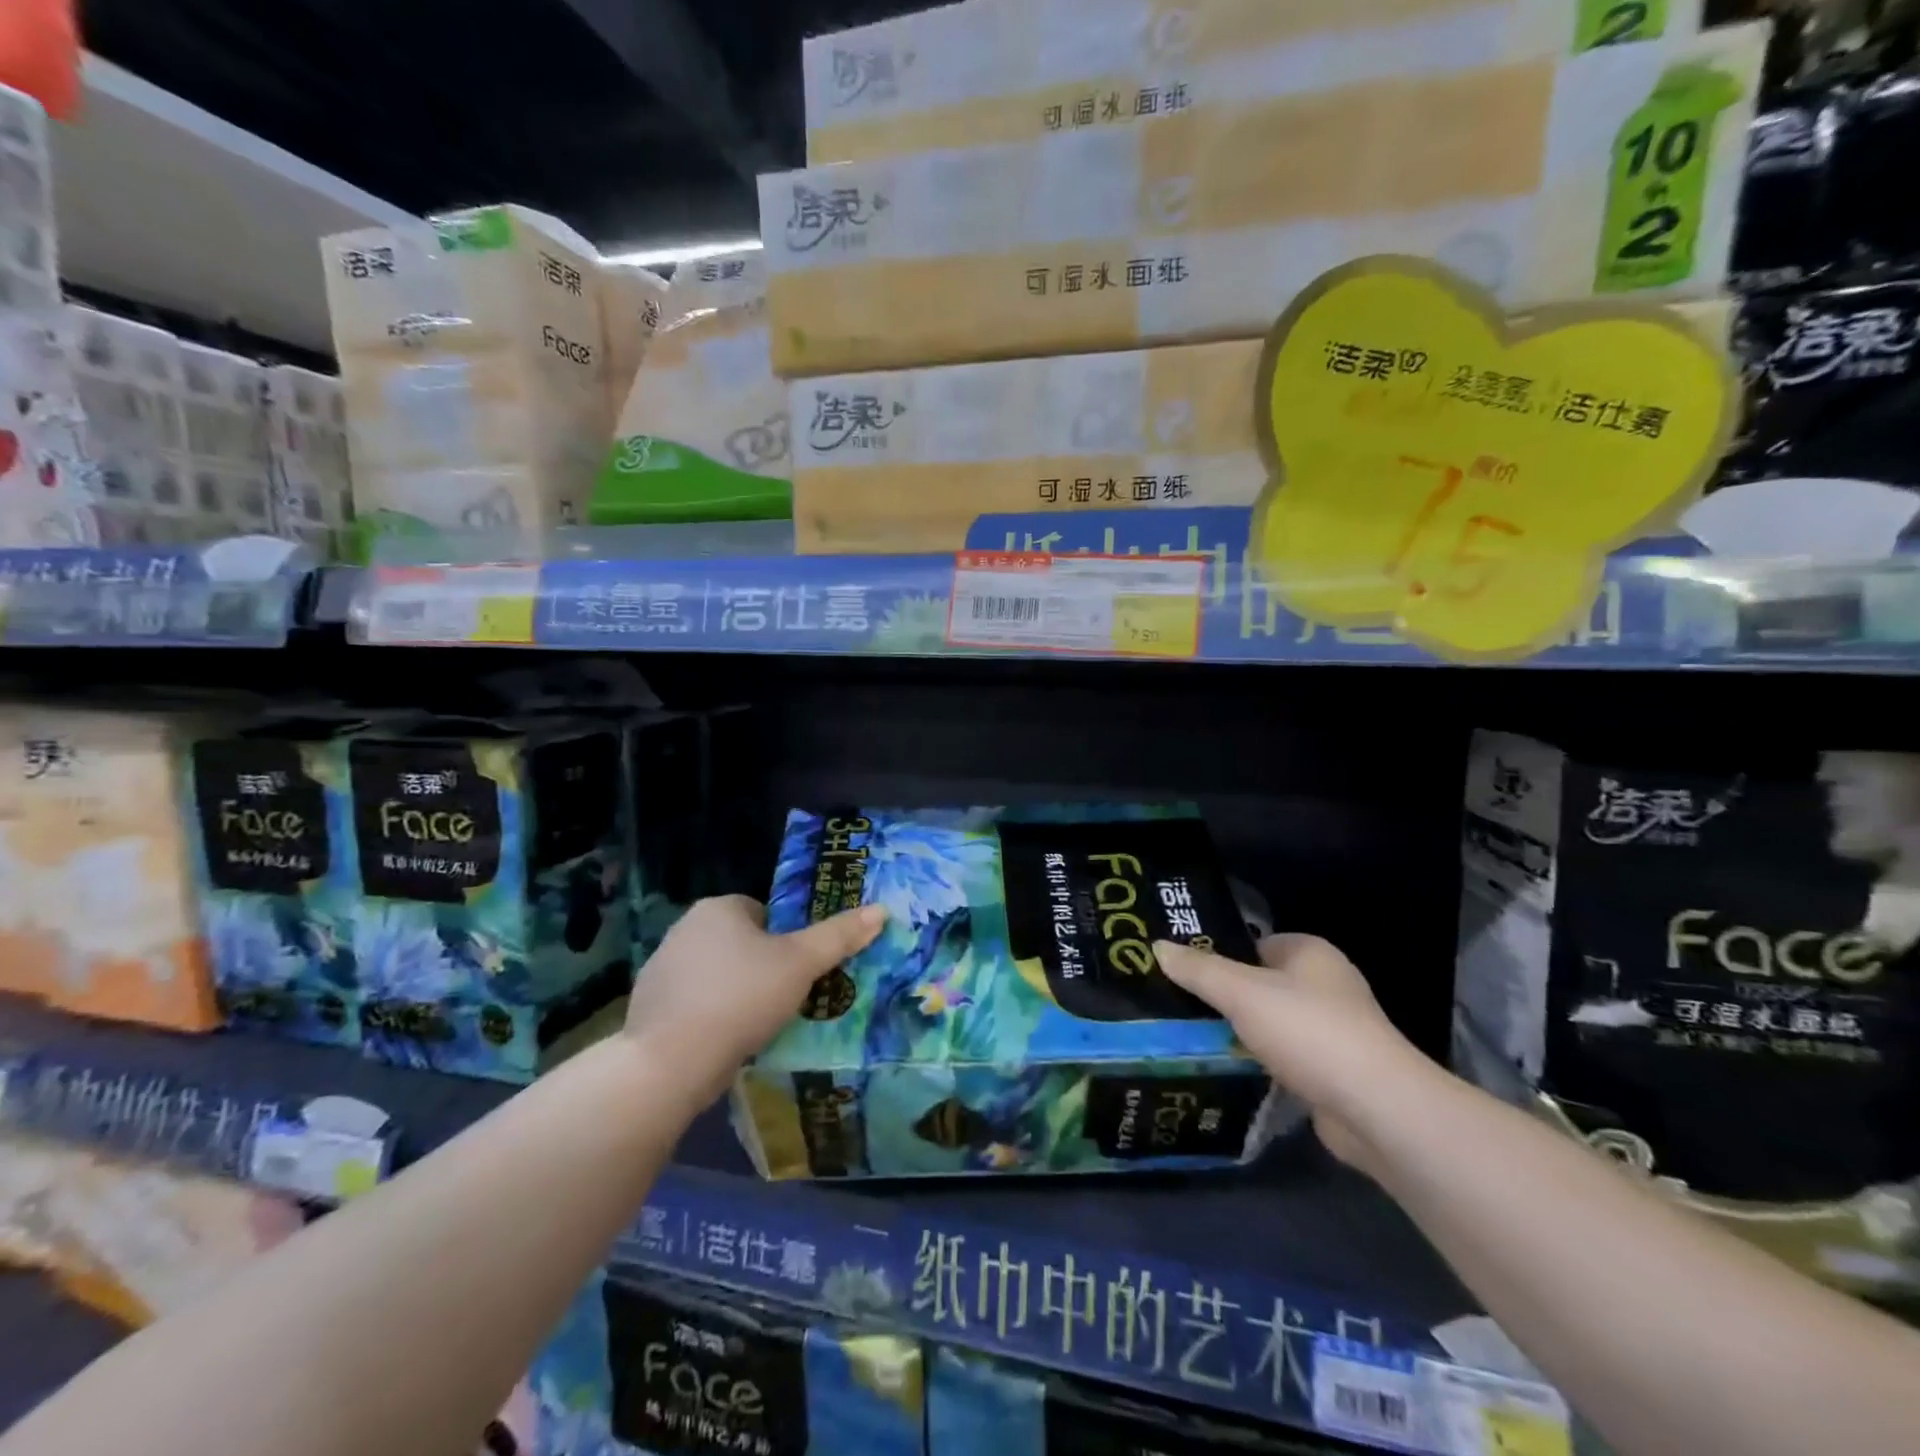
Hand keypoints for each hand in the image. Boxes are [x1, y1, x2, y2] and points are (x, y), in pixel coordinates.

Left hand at [624, 895, 885, 1104]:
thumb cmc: (742, 998)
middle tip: (787, 998)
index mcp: (717, 908)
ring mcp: (661, 969)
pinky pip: (694, 1004)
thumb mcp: (801, 964)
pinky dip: (710, 1017)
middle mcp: (684, 928)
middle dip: (762, 967)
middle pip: (741, 942)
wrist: (670, 1062)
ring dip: (736, 993)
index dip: (786, 940)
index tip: (798, 970)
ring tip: (760, 1025)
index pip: (764, 913)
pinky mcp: (649, 1007)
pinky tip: (726, 1042)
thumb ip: (839, 936)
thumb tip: (881, 910)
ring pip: (717, 974)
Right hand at [1156, 934, 1422, 1171]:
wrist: (1376, 1108)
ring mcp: (1332, 1031)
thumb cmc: (1308, 1031)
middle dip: (1224, 997)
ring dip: (1240, 1034)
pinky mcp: (1333, 1072)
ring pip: (1270, 1024)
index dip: (1219, 955)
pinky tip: (1227, 1071)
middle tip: (1178, 1006)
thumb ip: (1198, 970)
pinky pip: (1283, 1058)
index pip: (1254, 943)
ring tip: (1191, 1039)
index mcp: (1310, 953)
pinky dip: (1259, 1064)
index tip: (1181, 971)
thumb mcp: (1241, 992)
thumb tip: (1157, 946)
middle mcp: (1326, 985)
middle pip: (1260, 984)